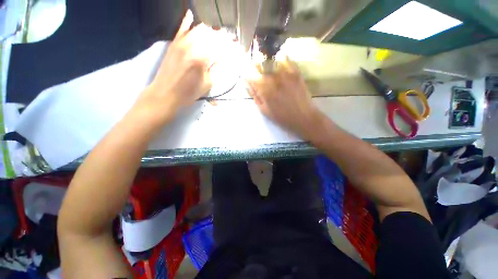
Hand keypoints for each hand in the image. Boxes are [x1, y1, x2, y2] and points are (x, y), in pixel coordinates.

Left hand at [134, 10, 235, 124]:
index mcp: (203, 59)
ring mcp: (182, 43)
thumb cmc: (188, 93)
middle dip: (224, 39)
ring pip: (199, 30)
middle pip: (212, 36)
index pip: (221, 49)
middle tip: (230, 43)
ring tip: (217, 36)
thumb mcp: (207, 84)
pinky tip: (191, 15)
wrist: (165, 93)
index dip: (232, 49)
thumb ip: (217, 70)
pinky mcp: (174, 43)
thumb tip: (226, 60)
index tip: (238, 50)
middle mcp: (193, 46)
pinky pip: (181, 28)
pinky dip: (187, 21)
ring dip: (211, 32)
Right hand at [247, 60, 323, 139]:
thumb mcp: (264, 110)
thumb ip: (255, 95)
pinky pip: (285, 59)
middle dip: (255, 66)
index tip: (248, 76)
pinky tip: (279, 67)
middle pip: (260, 63)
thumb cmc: (281, 117)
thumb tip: (248, 83)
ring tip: (268, 69)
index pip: (250, 73)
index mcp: (264, 89)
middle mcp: (274, 78)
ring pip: (272, 59)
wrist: (303, 117)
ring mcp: (286, 73)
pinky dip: (279, 61)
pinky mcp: (296, 71)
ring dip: (267, 63)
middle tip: (257, 72)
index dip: (247, 73)